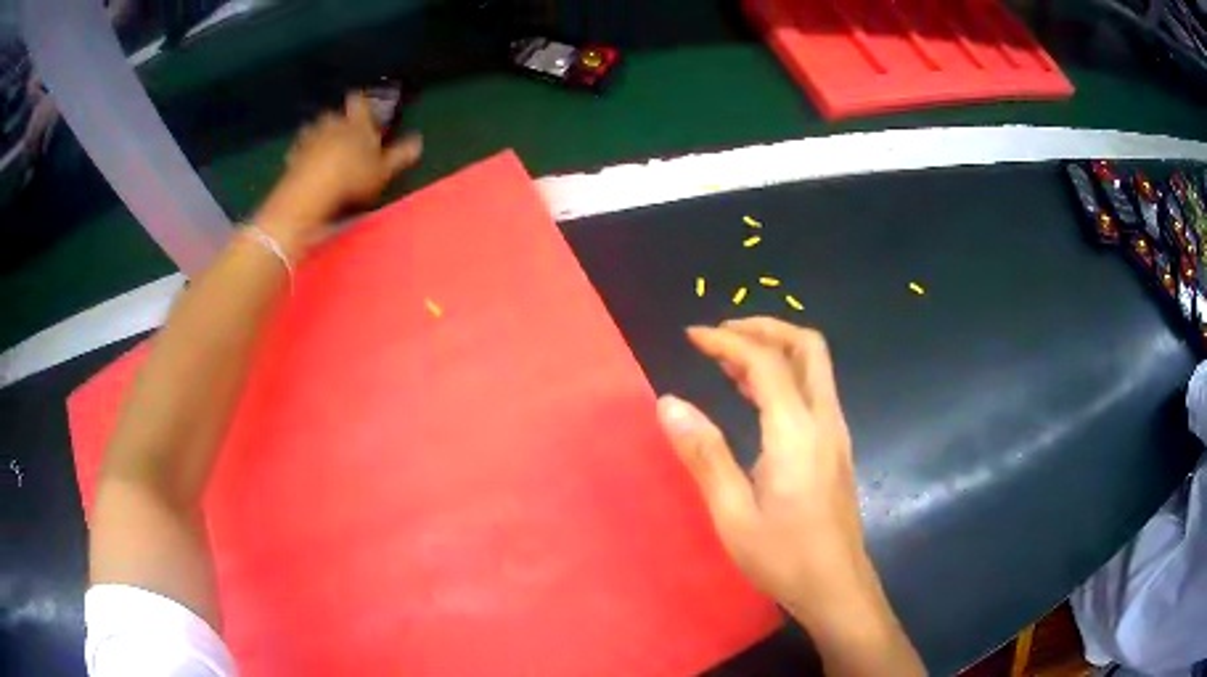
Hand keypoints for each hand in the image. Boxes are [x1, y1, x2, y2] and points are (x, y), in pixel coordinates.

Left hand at [256, 92, 422, 250]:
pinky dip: (302, 153)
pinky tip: (305, 163)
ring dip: (318, 135)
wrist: (311, 191)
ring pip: (315, 129)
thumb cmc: (353, 178)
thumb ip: (400, 155)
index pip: (360, 102)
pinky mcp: (293, 155)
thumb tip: (419, 142)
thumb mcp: (383, 171)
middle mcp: (333, 123)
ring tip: (323, 148)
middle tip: (344, 133)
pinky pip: (298, 149)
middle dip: (338, 120)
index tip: (363, 105)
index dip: (362, 102)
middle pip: (335, 114)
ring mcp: (311, 137)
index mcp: (358, 123)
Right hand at [658, 318, 924, 675]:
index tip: (693, 336)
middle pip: (807, 346)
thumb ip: (704, 454)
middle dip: (765, 328)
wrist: (837, 587)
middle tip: (723, 334)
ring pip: (814, 367)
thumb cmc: (784, 557)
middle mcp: (824, 421)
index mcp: (797, 433)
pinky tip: (756, 397)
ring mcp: (836, 433)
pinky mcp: (837, 447)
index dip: (728, 340)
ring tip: (729, 361)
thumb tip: (669, 403)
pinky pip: (813, 391)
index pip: (766, 362)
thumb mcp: (733, 514)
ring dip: (775, 350)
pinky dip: (784, 376)